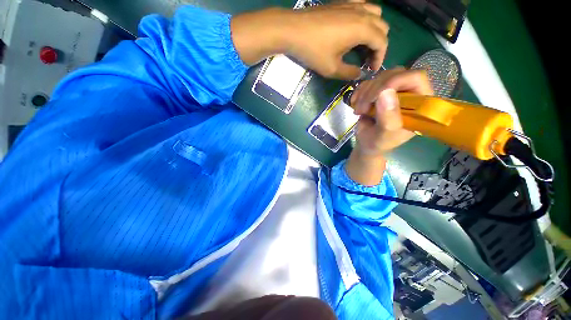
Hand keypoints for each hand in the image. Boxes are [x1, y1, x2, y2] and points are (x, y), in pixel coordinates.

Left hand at [231, 2, 388, 79]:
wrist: (292, 30)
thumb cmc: (313, 51)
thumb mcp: (331, 68)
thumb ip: (349, 73)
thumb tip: (360, 74)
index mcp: (362, 29)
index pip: (382, 42)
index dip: (380, 58)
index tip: (371, 70)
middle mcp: (362, 13)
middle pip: (382, 27)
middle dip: (378, 45)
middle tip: (367, 60)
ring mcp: (352, 4)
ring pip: (375, 14)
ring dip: (374, 30)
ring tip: (363, 45)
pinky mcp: (342, 3)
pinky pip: (363, 6)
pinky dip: (365, 18)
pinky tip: (355, 29)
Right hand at [345, 68, 432, 185]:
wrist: (367, 143)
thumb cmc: (380, 142)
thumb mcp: (385, 135)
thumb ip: (389, 117)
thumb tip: (386, 92)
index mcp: (419, 103)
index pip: (415, 78)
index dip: (394, 81)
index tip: (375, 97)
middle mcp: (409, 92)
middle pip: (394, 74)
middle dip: (373, 90)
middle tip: (362, 108)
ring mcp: (393, 90)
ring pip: (379, 77)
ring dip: (364, 93)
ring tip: (359, 110)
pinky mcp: (379, 91)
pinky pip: (369, 82)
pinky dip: (359, 91)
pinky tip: (355, 104)